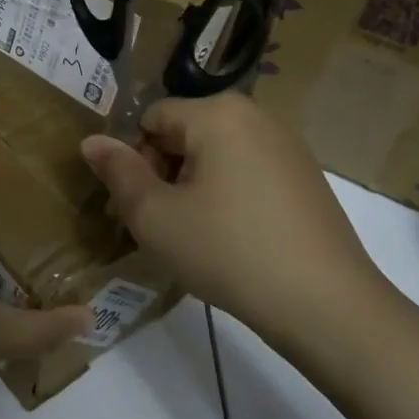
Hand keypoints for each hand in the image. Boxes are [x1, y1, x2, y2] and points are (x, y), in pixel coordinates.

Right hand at [79, 93, 398, 349]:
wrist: (326, 304)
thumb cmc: (228, 251)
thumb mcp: (156, 216)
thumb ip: (118, 172)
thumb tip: (91, 141)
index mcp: (217, 113)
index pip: (151, 119)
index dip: (134, 161)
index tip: (139, 208)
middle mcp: (256, 115)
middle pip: (184, 133)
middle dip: (163, 174)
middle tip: (161, 226)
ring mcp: (288, 145)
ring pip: (216, 155)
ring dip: (193, 187)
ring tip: (195, 237)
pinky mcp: (306, 176)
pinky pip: (247, 171)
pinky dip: (228, 196)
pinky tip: (233, 239)